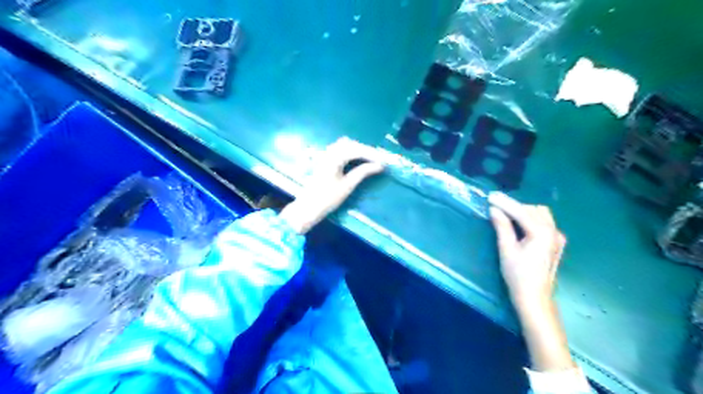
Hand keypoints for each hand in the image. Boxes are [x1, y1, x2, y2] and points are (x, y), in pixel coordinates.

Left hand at [277, 138, 382, 235]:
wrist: (308, 207)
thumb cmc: (327, 198)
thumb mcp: (348, 186)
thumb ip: (363, 172)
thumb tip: (379, 166)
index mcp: (334, 158)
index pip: (357, 150)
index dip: (372, 154)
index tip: (383, 162)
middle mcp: (329, 152)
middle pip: (351, 144)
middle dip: (366, 151)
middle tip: (379, 160)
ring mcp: (325, 155)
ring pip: (345, 145)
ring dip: (359, 150)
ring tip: (371, 159)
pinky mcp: (324, 160)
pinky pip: (340, 149)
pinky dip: (351, 152)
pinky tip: (357, 159)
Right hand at [487, 193, 572, 371]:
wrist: (535, 298)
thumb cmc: (518, 275)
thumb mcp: (507, 250)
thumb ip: (502, 226)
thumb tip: (494, 209)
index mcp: (542, 233)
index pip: (521, 212)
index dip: (504, 203)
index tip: (490, 196)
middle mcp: (554, 231)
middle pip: (532, 210)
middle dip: (514, 206)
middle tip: (495, 206)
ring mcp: (558, 237)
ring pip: (540, 214)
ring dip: (523, 211)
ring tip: (506, 214)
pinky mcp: (557, 243)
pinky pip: (544, 223)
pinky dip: (531, 219)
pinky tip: (520, 224)